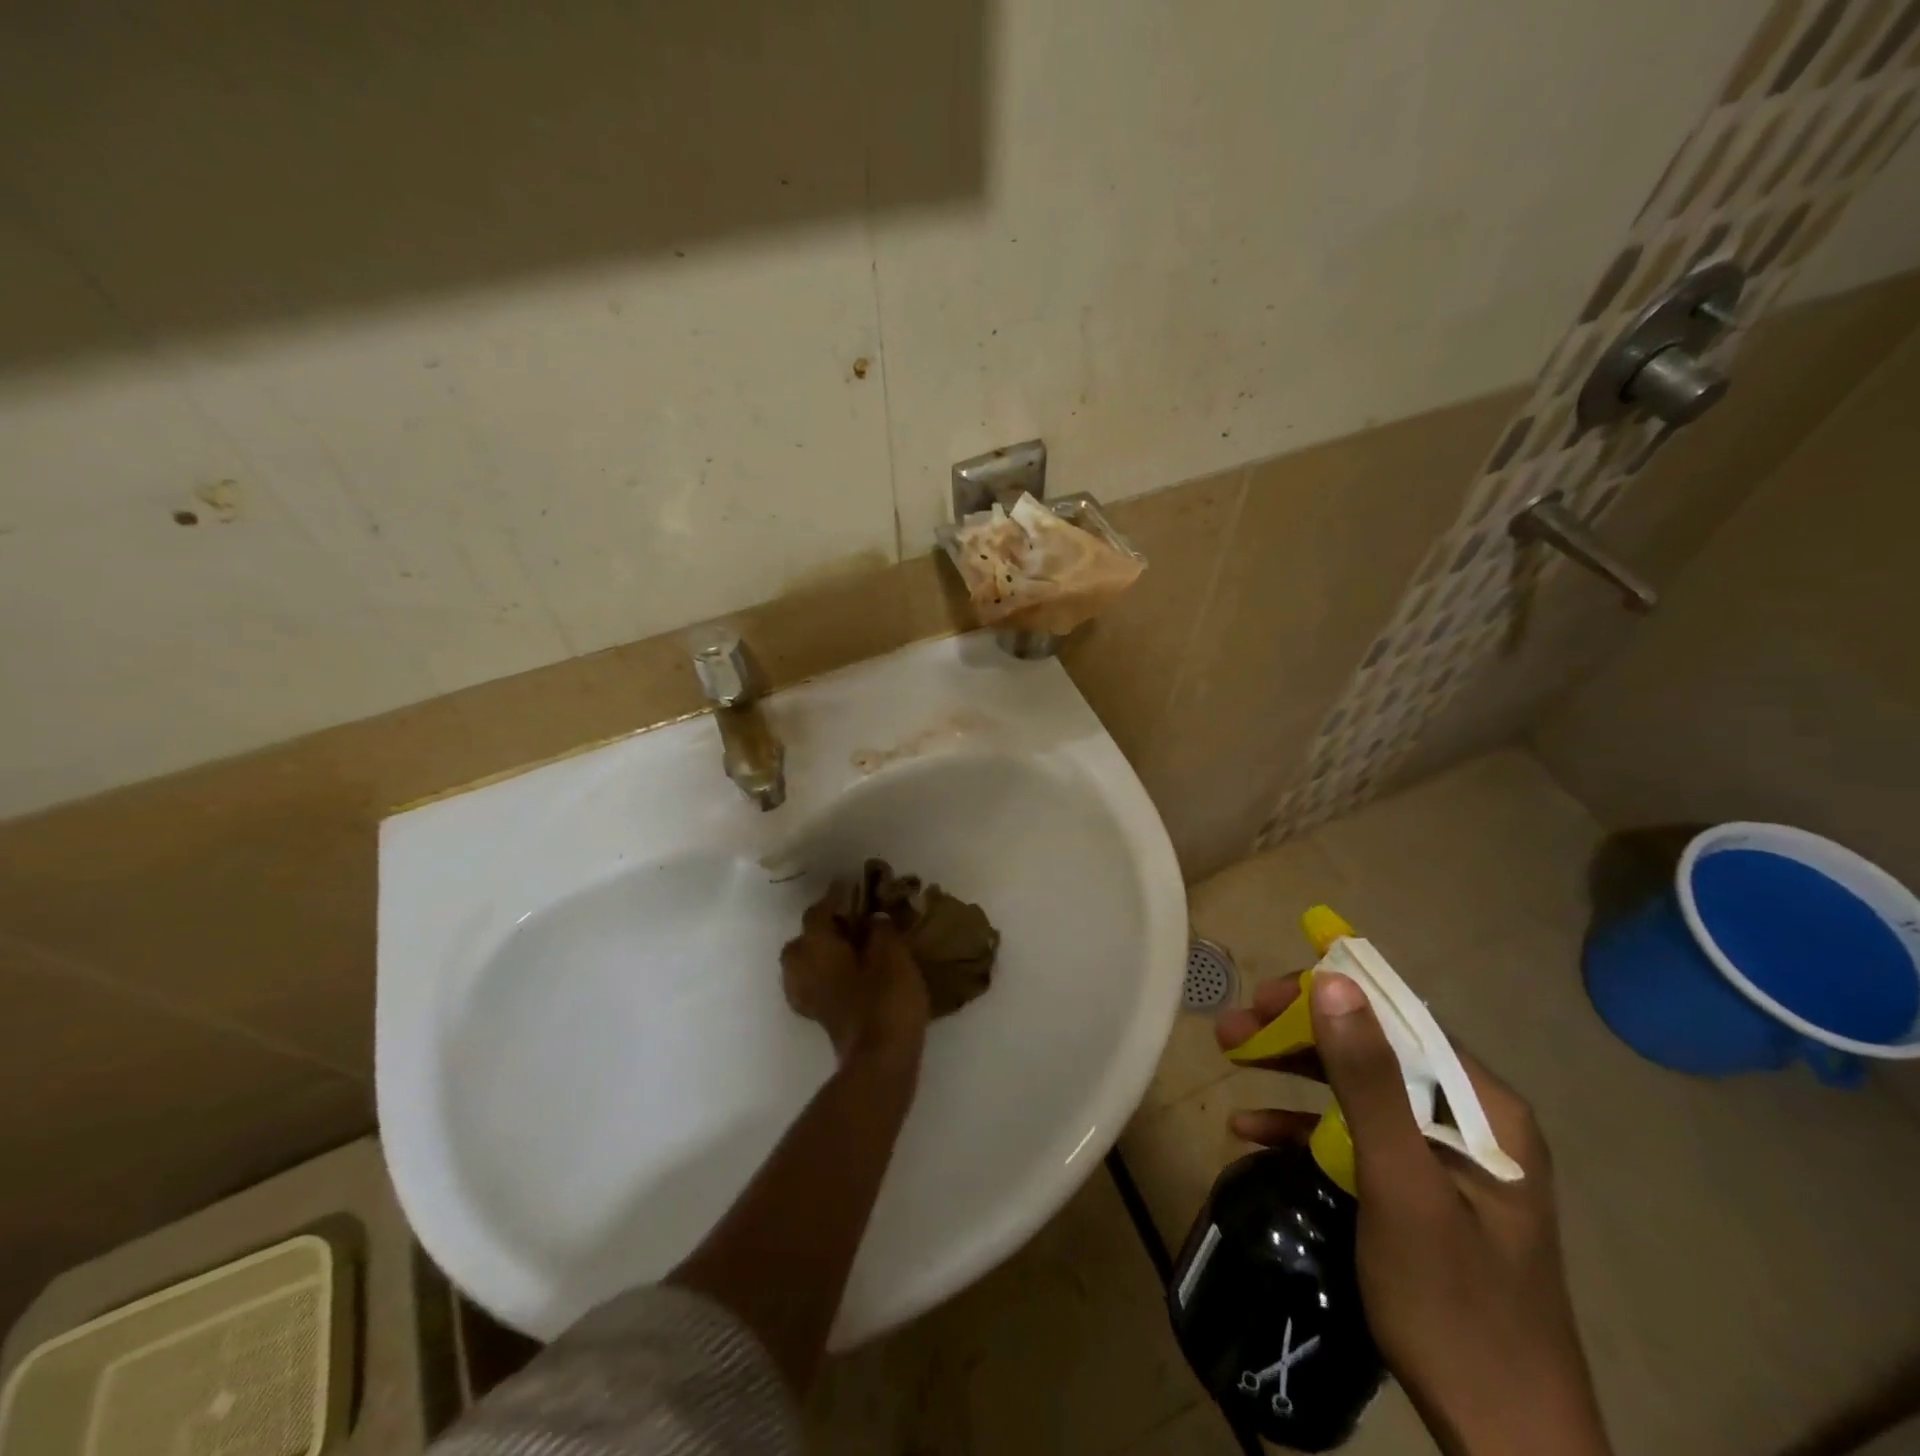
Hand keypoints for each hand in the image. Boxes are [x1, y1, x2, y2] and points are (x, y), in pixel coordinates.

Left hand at [781, 894, 929, 1067]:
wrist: (881, 1060)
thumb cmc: (885, 999)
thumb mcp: (892, 954)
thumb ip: (880, 930)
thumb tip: (873, 918)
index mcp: (816, 947)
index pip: (819, 912)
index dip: (835, 896)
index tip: (850, 884)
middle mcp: (802, 969)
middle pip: (802, 940)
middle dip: (821, 927)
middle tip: (848, 919)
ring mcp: (807, 997)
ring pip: (804, 964)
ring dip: (821, 952)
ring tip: (848, 946)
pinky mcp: (819, 1017)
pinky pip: (814, 983)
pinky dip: (826, 974)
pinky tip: (849, 974)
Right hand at [1217, 973, 1609, 1455]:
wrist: (1507, 1445)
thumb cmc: (1455, 1307)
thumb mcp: (1401, 1185)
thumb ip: (1368, 1081)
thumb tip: (1332, 981)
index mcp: (1484, 1108)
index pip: (1398, 1019)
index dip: (1326, 997)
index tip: (1261, 999)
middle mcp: (1469, 1121)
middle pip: (1373, 1051)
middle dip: (1298, 1035)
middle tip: (1233, 1030)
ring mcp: (1444, 1159)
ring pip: (1358, 1089)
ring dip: (1293, 1073)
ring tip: (1232, 1057)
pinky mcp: (1420, 1192)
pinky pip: (1357, 1138)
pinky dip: (1306, 1128)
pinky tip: (1253, 1132)